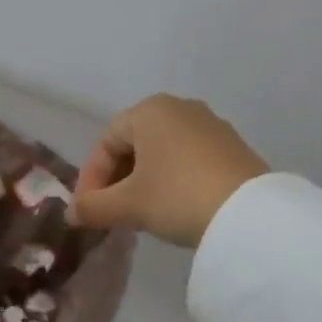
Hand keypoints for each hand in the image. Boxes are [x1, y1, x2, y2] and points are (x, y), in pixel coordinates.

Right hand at [71, 94, 268, 247]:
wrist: (249, 213)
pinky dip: (173, 178)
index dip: (91, 179)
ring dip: (145, 180)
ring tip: (141, 213)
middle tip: (111, 212)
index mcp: (150, 110)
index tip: (88, 212)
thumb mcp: (129, 205)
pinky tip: (175, 206)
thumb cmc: (178, 196)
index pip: (106, 142)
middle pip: (135, 143)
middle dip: (118, 179)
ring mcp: (210, 124)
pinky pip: (189, 158)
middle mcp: (180, 107)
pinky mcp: (232, 145)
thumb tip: (72, 214)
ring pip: (163, 151)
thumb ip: (94, 207)